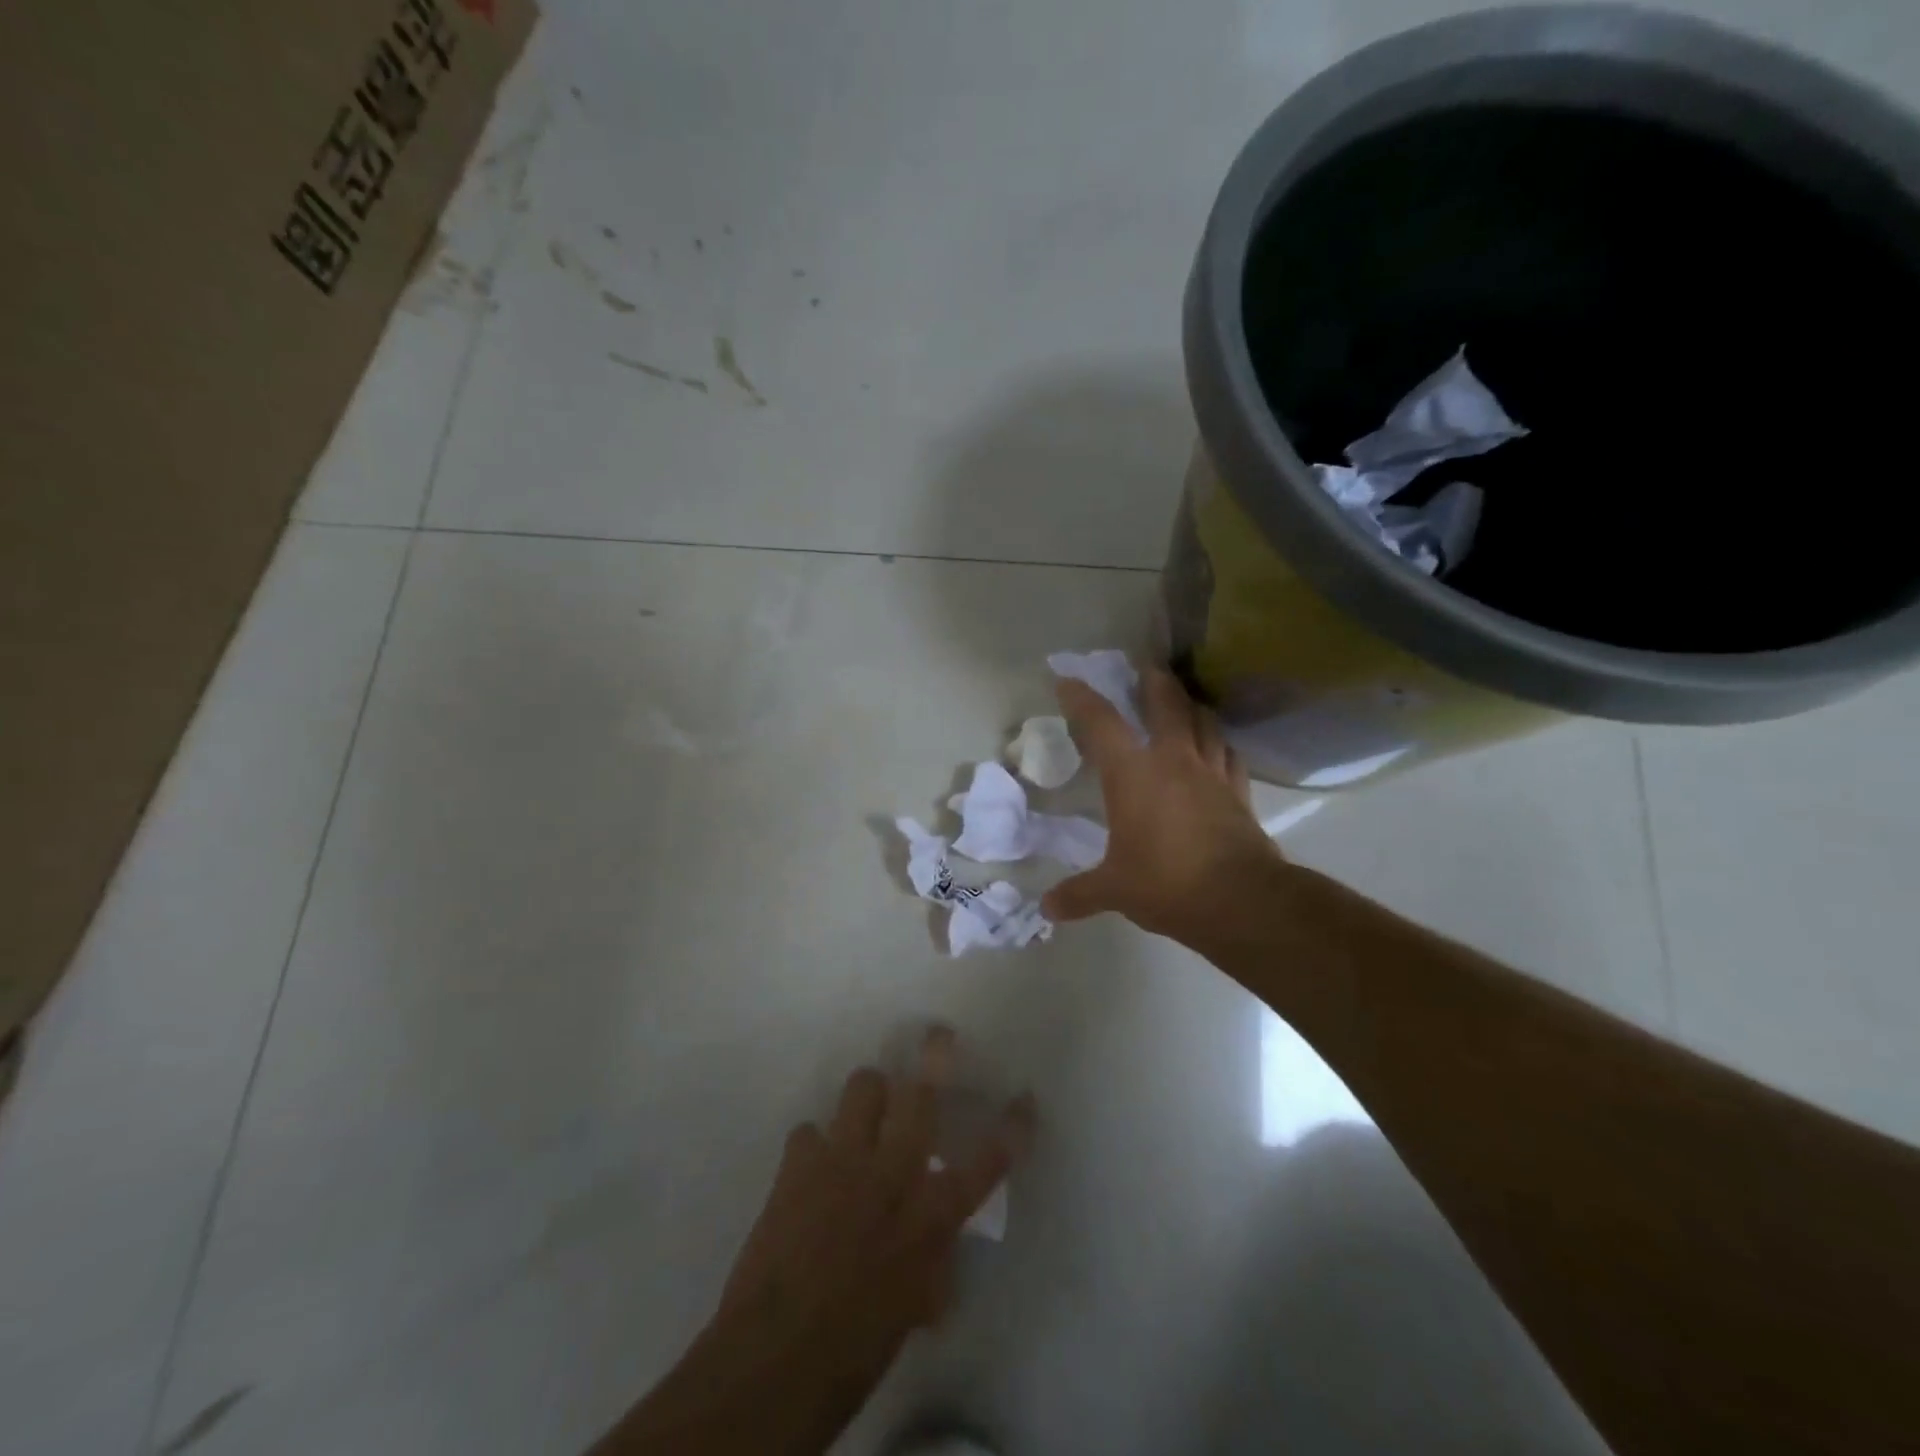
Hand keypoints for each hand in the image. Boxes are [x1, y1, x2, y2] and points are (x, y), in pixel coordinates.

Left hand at [712, 1029, 1032, 1426]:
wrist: (774, 1357)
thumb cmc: (856, 1348)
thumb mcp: (913, 1307)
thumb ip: (931, 1261)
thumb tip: (938, 1247)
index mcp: (931, 1217)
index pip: (986, 1162)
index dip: (1012, 1127)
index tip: (1024, 1098)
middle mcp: (893, 1173)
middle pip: (922, 1092)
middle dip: (935, 1053)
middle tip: (938, 1036)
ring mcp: (844, 1159)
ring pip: (864, 1085)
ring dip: (870, 1093)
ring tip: (869, 1108)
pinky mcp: (799, 1163)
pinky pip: (809, 1129)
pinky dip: (815, 1144)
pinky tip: (813, 1166)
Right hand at [1042, 665, 1282, 946]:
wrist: (1240, 900)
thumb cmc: (1166, 883)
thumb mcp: (1114, 890)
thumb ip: (1079, 894)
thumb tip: (1046, 908)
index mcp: (1133, 774)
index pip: (1101, 723)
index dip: (1082, 698)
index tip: (1067, 681)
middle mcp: (1173, 761)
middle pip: (1165, 703)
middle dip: (1152, 681)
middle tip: (1145, 667)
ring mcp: (1211, 773)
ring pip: (1204, 721)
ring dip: (1191, 705)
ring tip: (1183, 700)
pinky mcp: (1239, 793)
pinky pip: (1230, 755)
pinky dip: (1220, 743)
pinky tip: (1218, 745)